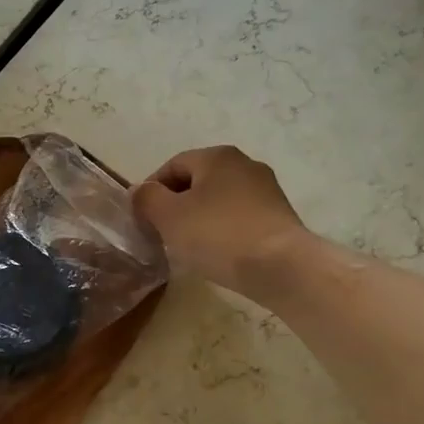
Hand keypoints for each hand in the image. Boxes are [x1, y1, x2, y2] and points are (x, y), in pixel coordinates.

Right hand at [132, 146, 310, 297]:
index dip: (151, 191)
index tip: (142, 219)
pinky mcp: (279, 217)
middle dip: (176, 206)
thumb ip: (147, 199)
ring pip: (219, 201)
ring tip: (188, 248)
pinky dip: (223, 231)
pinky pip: (239, 218)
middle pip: (197, 182)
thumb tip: (139, 190)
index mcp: (217, 156)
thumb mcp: (169, 217)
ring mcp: (267, 191)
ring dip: (199, 219)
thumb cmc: (219, 235)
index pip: (172, 166)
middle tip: (162, 234)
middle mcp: (245, 164)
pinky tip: (218, 254)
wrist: (283, 268)